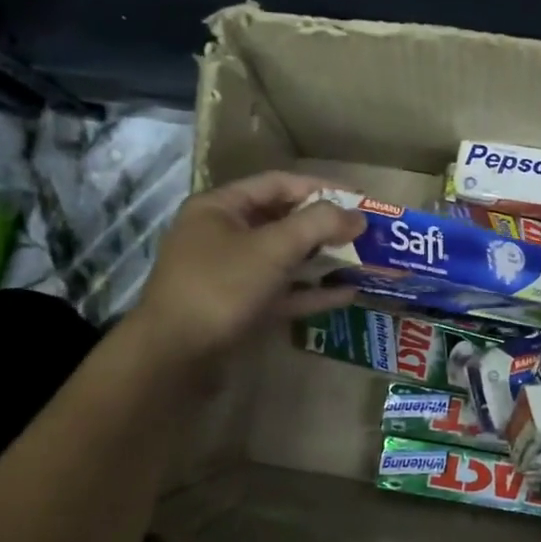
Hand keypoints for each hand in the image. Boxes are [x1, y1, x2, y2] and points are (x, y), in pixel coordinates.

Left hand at [124, 172, 363, 372]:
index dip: (321, 188)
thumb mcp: (272, 248)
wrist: (175, 357)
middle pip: (281, 221)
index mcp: (220, 208)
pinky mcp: (239, 309)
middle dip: (324, 227)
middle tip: (365, 232)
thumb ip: (317, 225)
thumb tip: (358, 215)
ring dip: (321, 260)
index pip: (277, 184)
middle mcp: (222, 236)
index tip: (359, 198)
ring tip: (362, 262)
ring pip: (283, 260)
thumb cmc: (221, 287)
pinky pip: (281, 293)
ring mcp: (230, 275)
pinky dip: (310, 292)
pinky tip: (346, 295)